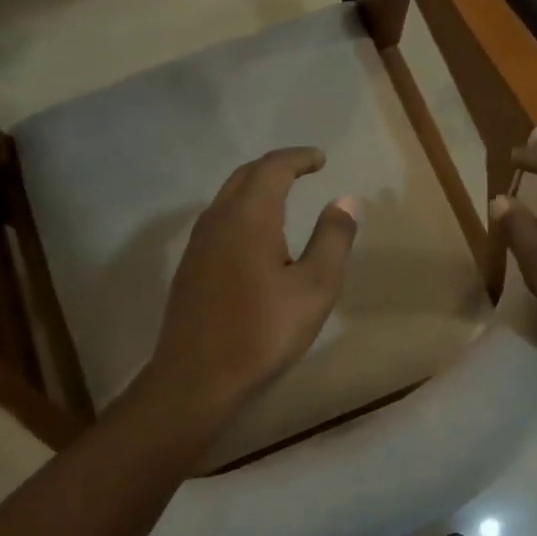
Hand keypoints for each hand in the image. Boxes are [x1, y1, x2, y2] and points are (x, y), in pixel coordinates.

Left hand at [139, 147, 358, 432]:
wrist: (196, 377)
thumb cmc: (263, 331)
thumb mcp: (315, 288)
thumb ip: (332, 239)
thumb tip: (346, 200)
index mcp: (249, 217)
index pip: (273, 168)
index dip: (298, 158)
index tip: (320, 159)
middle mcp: (218, 219)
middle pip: (245, 176)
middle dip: (275, 166)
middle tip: (303, 169)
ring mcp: (198, 243)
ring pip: (227, 197)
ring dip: (255, 187)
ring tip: (282, 195)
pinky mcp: (190, 267)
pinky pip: (218, 220)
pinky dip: (242, 210)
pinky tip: (254, 234)